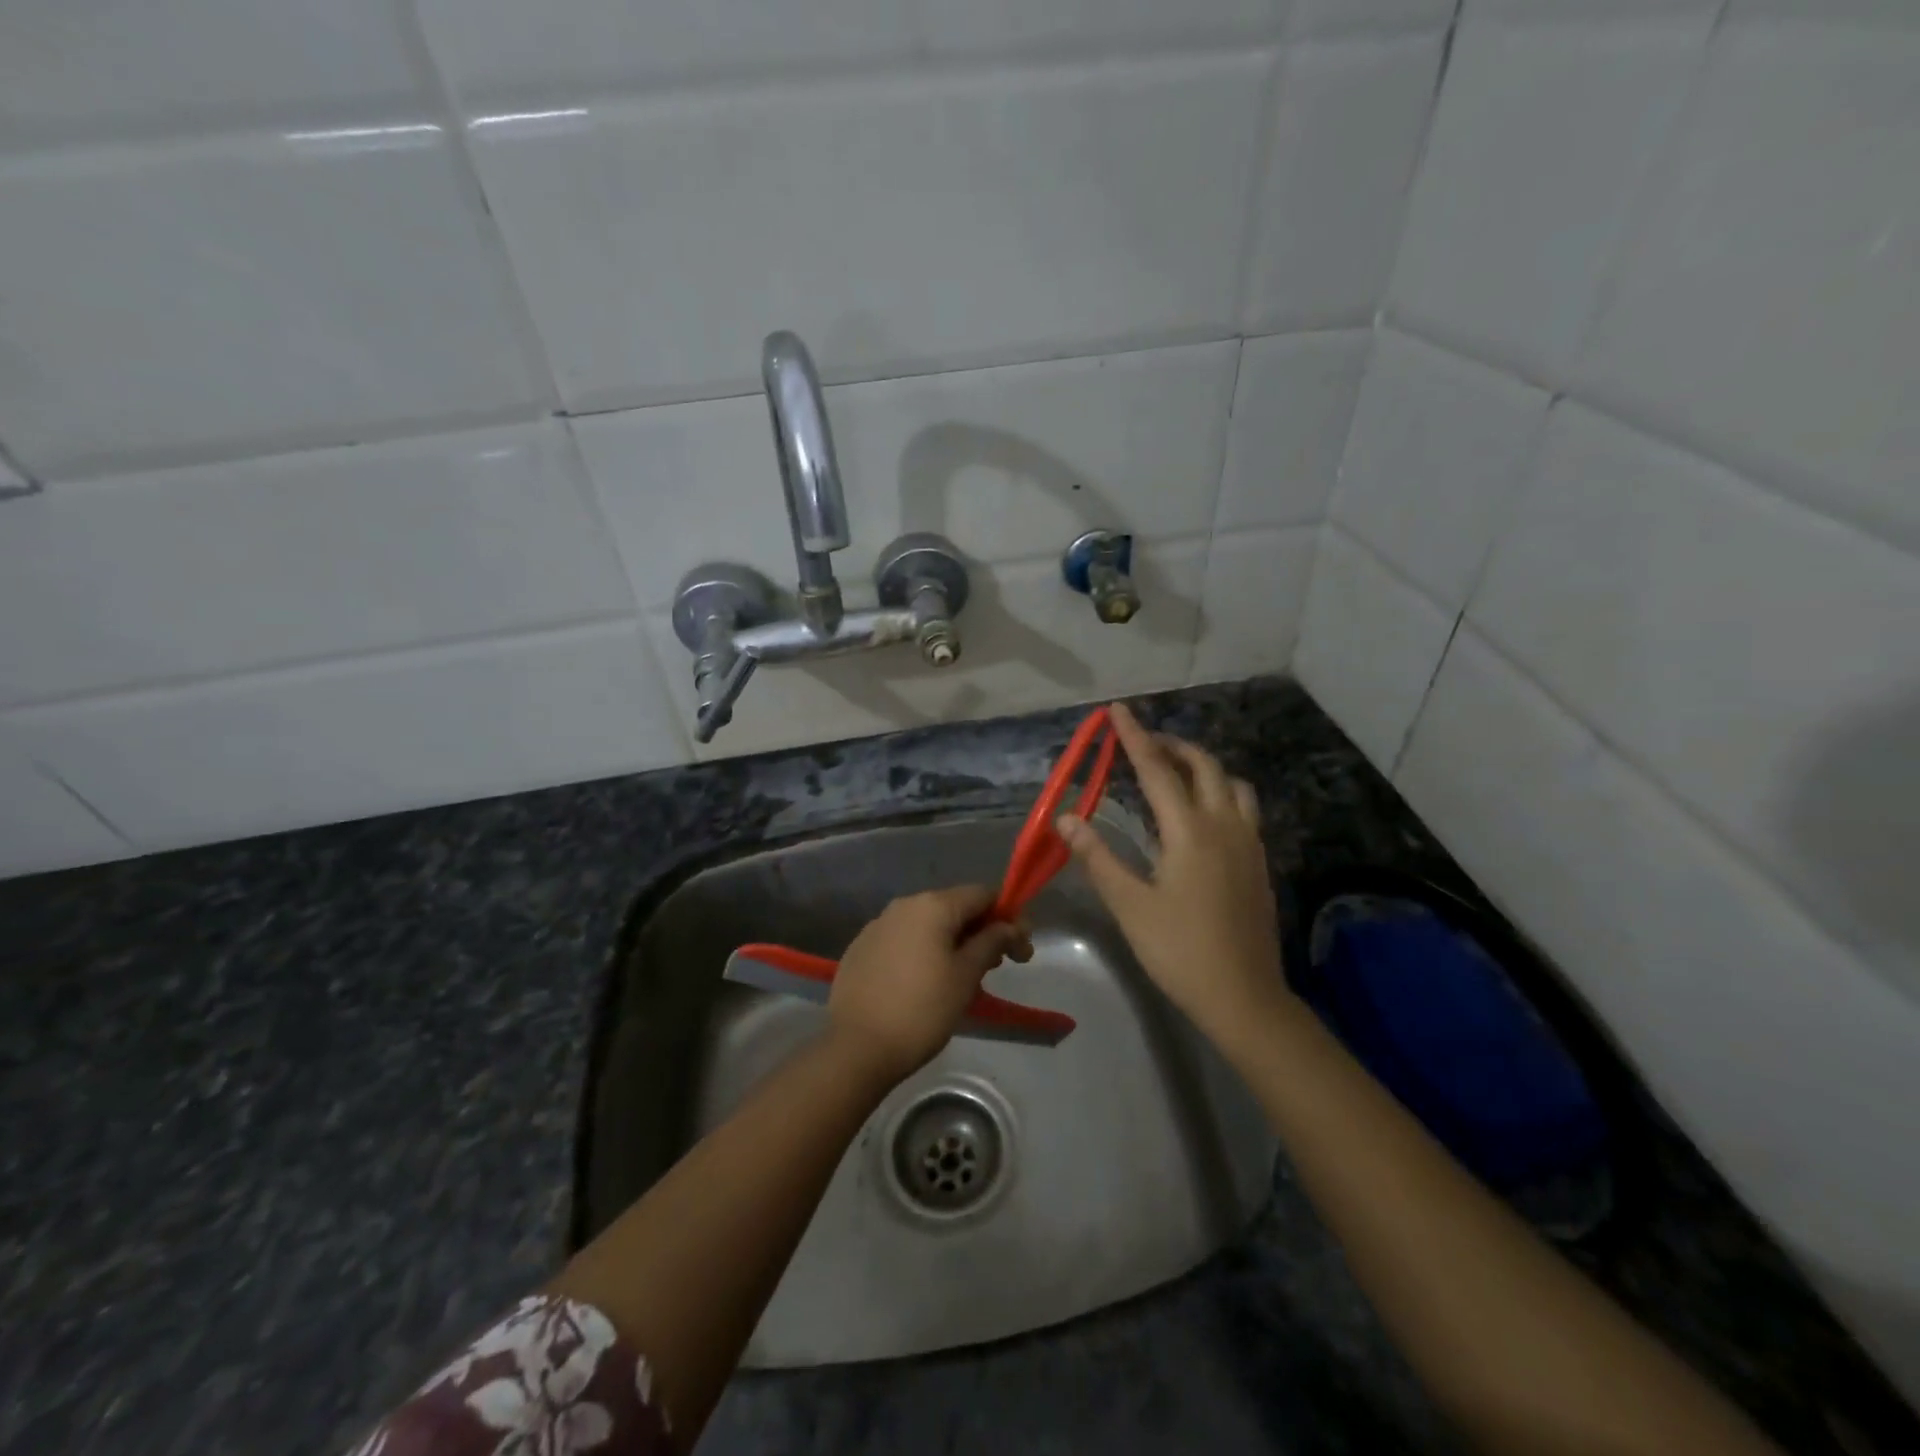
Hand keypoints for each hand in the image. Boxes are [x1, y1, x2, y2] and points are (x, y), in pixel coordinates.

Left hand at [826, 886, 1031, 1081]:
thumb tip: (1008, 926)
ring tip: (963, 978)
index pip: (982, 894)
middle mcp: (904, 905)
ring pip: (928, 924)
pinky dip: (923, 952)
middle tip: (996, 966)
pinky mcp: (861, 948)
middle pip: (954, 907)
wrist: (856, 1047)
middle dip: (981, 931)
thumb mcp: (966, 976)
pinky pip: (903, 940)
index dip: (1008, 916)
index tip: (1021, 950)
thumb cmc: (922, 1010)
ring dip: (952, 942)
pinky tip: (926, 983)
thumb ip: (992, 942)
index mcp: (932, 905)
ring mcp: (878, 925)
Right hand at [1056, 703, 1288, 1046]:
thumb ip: (1097, 856)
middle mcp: (1224, 825)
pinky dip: (1220, 791)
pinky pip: (1243, 807)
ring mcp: (1248, 842)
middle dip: (1171, 745)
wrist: (1244, 996)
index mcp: (1189, 831)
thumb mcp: (1129, 905)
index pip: (1156, 769)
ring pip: (1232, 783)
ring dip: (1202, 766)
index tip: (1117, 709)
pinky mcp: (1258, 861)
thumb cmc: (1179, 950)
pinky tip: (1201, 814)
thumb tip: (1065, 818)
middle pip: (1203, 765)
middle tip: (1141, 744)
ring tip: (1174, 773)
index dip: (1134, 736)